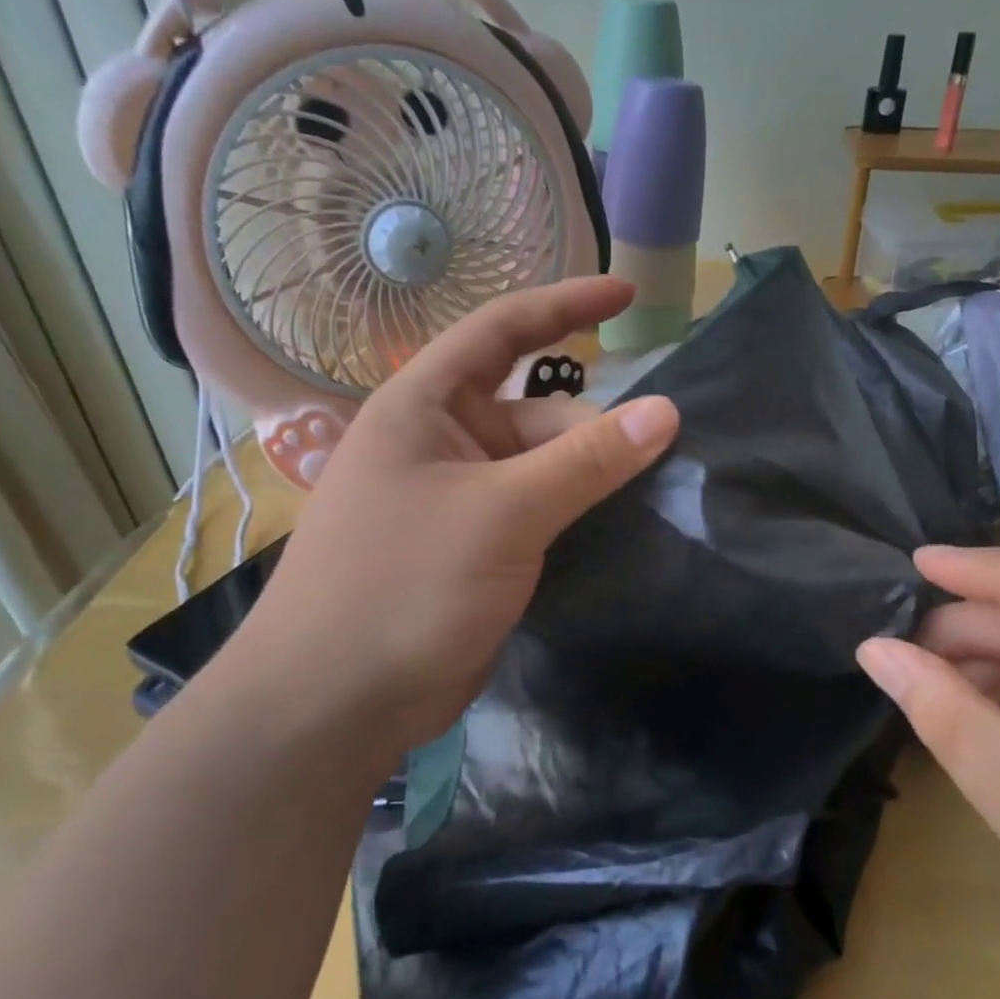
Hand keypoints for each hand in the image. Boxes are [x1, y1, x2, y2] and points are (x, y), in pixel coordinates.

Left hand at [220, 277, 677, 755]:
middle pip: (536, 412)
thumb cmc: (403, 585)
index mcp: (424, 406)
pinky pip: (536, 511)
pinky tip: (618, 526)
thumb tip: (666, 410)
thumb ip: (586, 461)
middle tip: (657, 455)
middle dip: (593, 428)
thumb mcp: (503, 512)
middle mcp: (439, 442)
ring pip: (541, 468)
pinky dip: (574, 512)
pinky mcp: (472, 549)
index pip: (502, 330)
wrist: (333, 704)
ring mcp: (455, 498)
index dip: (566, 304)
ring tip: (649, 492)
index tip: (628, 294)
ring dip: (589, 477)